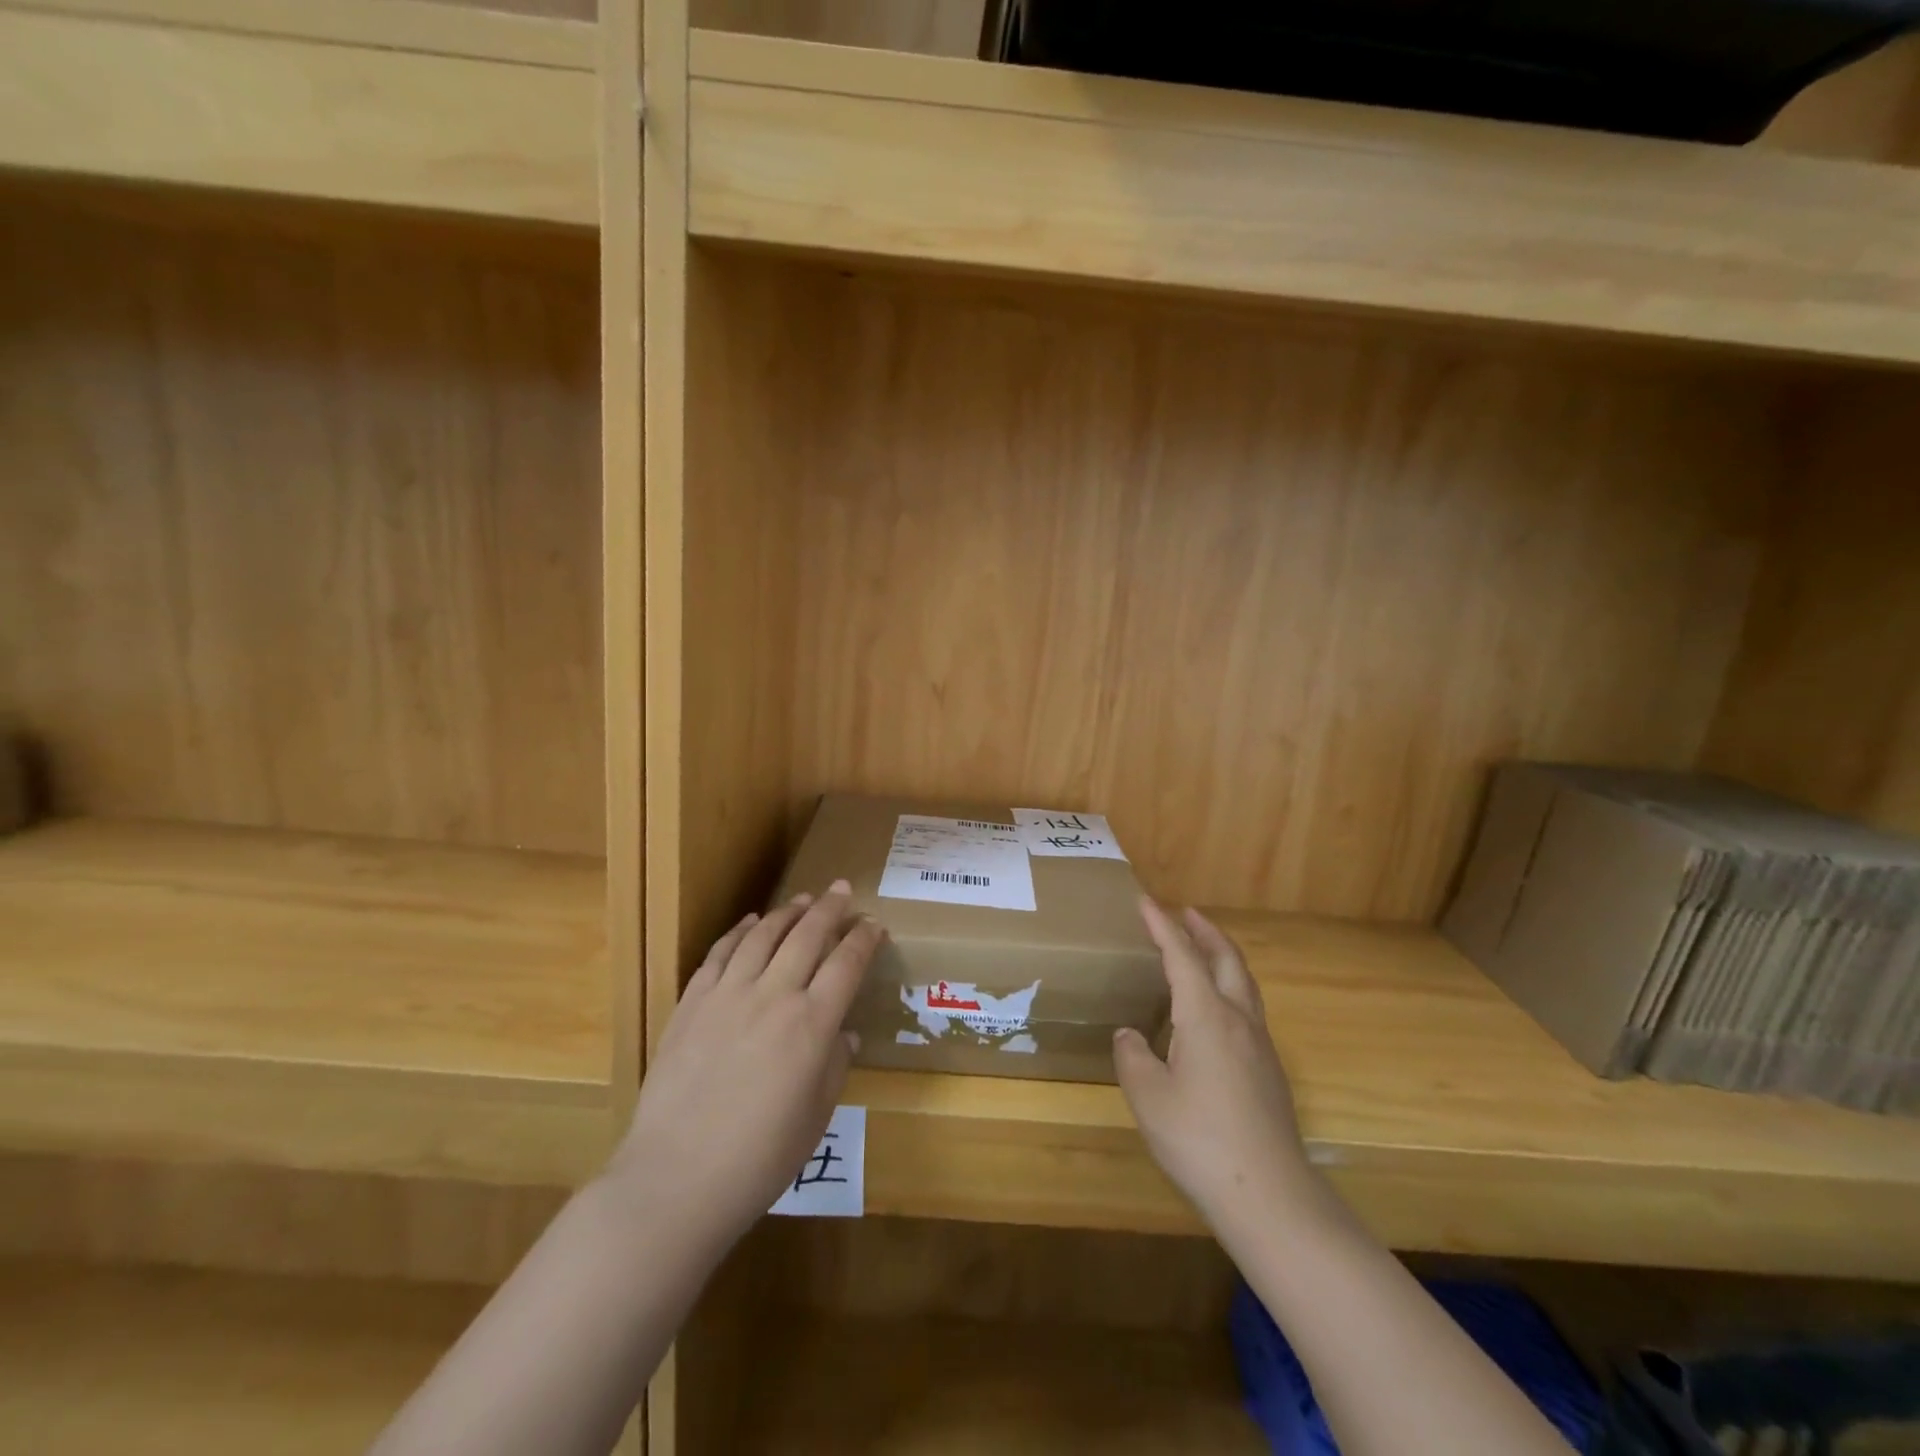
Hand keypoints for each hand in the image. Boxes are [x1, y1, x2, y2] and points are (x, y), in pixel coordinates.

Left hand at [606, 881, 883, 1255]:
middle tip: (841, 889)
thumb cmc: (759, 1159)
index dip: (864, 939)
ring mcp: (728, 995)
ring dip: (787, 912)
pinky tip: (751, 922)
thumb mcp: (816, 1118)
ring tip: (803, 899)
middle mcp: (774, 996)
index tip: (873, 924)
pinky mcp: (692, 1003)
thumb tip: (845, 1034)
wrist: (675, 1179)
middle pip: (808, 936)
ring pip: (763, 935)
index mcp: (812, 1025)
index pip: (846, 965)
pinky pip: (720, 953)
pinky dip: (739, 931)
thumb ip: (835, 1066)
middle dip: (830, 909)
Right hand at [1114, 898, 1322, 1239]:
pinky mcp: (1269, 1071)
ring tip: (1203, 950)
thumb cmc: (1200, 1139)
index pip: (1182, 956)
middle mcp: (1238, 1020)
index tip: (1146, 901)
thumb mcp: (1148, 1096)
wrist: (1270, 1196)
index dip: (1162, 926)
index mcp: (1206, 1016)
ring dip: (1222, 957)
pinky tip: (1215, 1012)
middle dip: (1205, 931)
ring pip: (1244, 984)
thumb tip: (1130, 1036)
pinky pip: (1248, 1009)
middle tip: (1186, 912)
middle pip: (1226, 959)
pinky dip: (1230, 988)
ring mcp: (1260, 1046)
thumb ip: (1133, 1057)